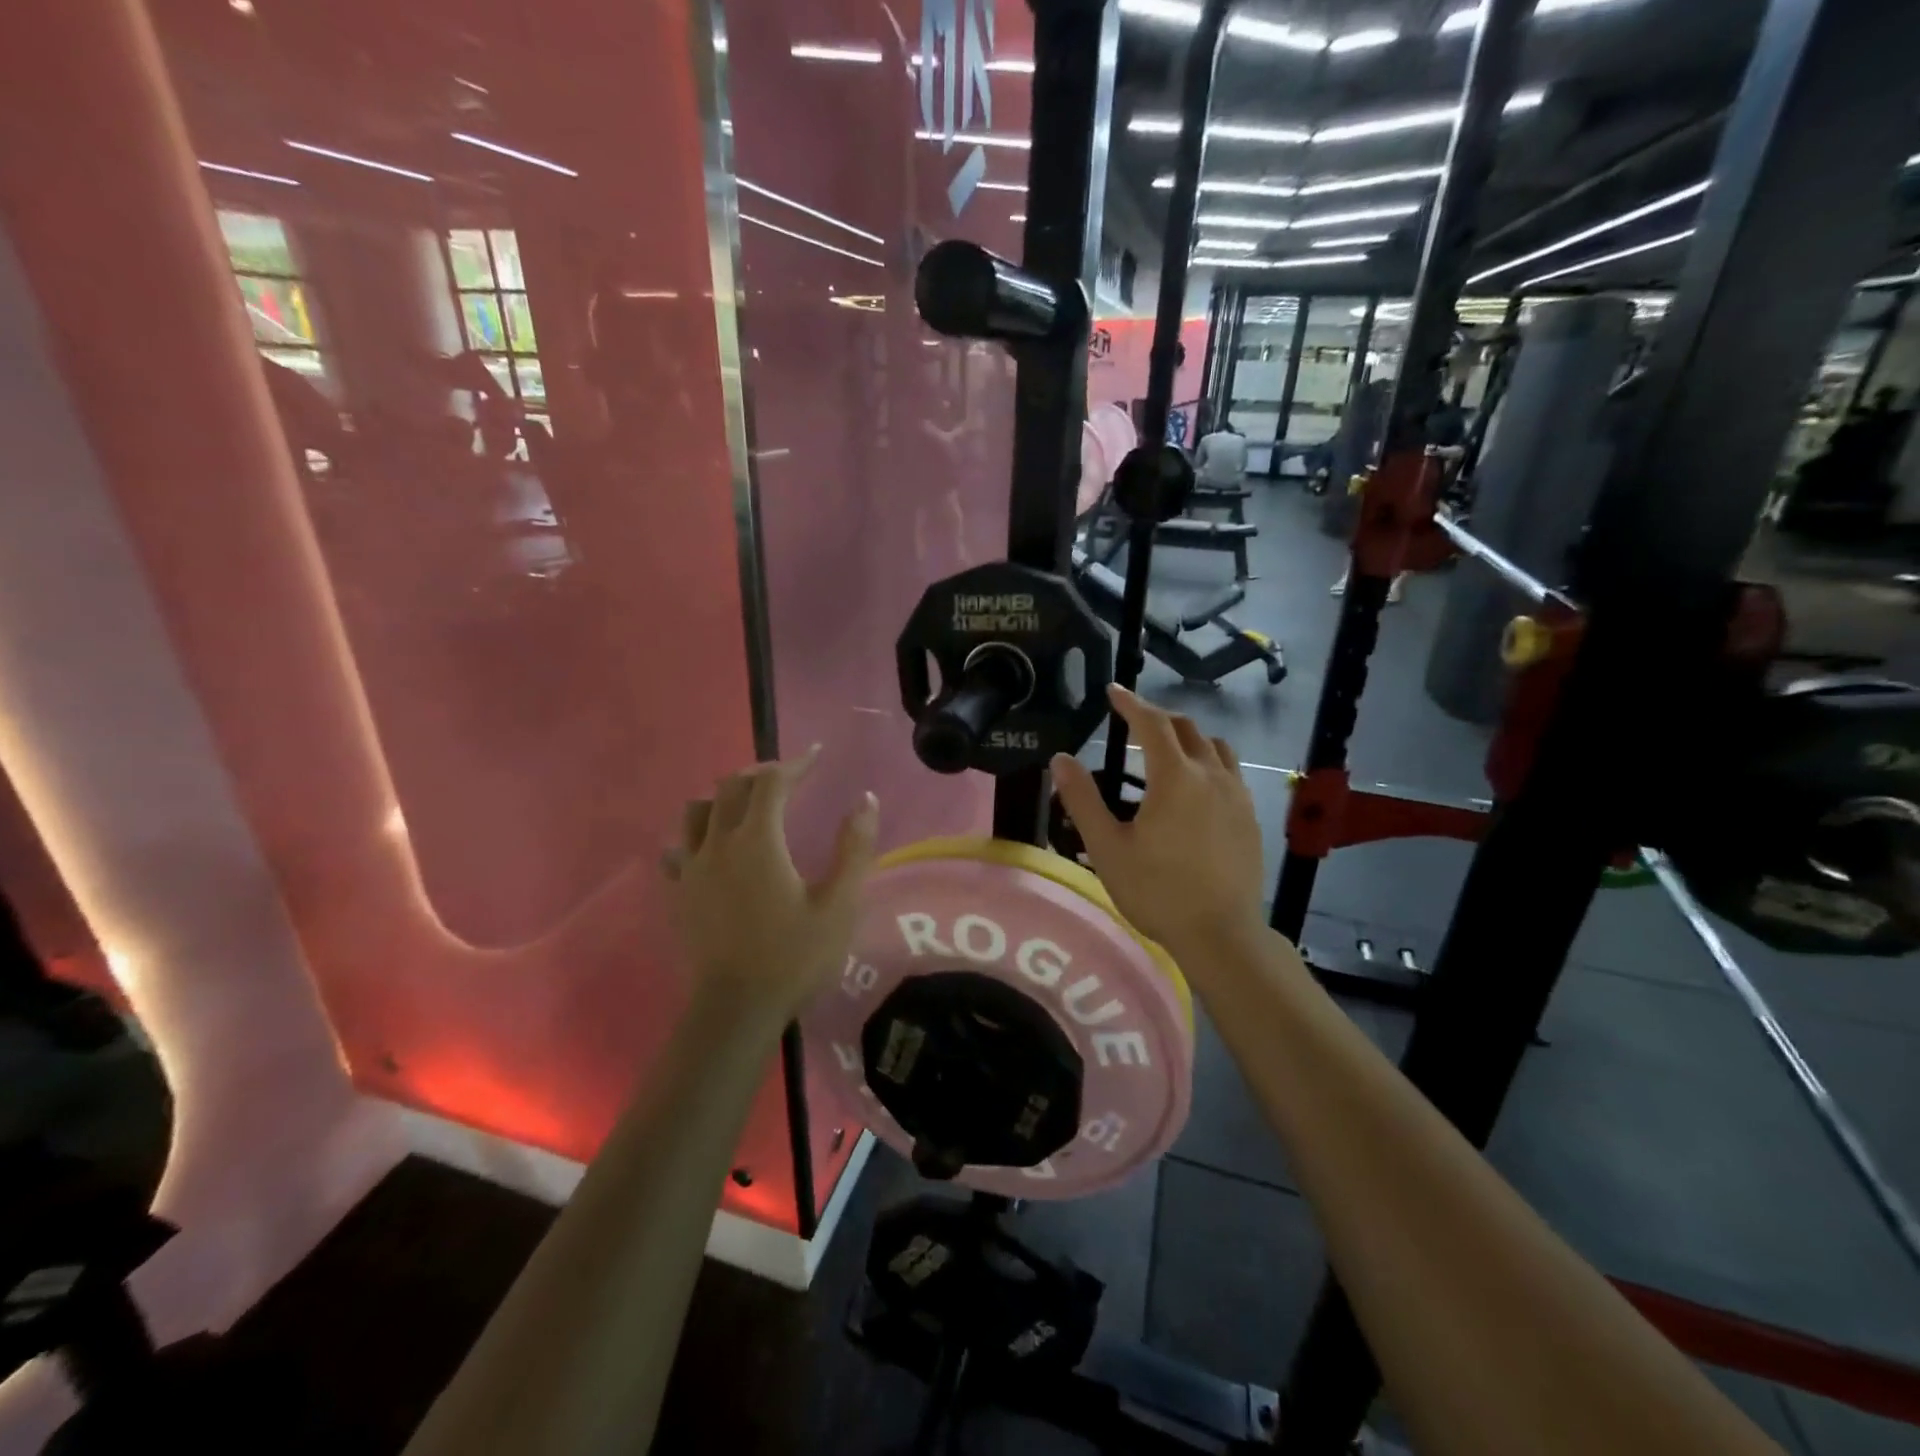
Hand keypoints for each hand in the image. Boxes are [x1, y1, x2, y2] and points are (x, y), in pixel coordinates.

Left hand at [663, 747, 879, 1025]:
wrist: (736, 1009)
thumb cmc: (794, 956)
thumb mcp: (839, 904)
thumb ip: (854, 848)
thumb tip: (865, 799)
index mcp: (758, 840)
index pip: (771, 782)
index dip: (794, 763)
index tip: (816, 756)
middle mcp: (718, 843)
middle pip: (731, 787)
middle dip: (761, 774)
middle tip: (788, 778)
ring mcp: (692, 868)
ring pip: (697, 810)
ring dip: (724, 797)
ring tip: (747, 806)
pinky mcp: (678, 893)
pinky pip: (678, 848)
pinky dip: (696, 836)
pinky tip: (711, 849)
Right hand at [1052, 687, 1265, 960]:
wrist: (1221, 934)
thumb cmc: (1156, 891)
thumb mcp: (1107, 847)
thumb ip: (1082, 799)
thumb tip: (1061, 759)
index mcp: (1175, 777)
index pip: (1152, 723)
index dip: (1130, 703)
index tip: (1113, 691)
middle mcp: (1211, 775)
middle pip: (1187, 728)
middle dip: (1158, 717)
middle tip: (1133, 720)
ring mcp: (1237, 795)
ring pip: (1214, 746)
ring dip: (1188, 737)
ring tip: (1166, 749)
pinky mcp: (1250, 816)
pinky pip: (1229, 771)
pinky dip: (1208, 761)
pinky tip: (1196, 787)